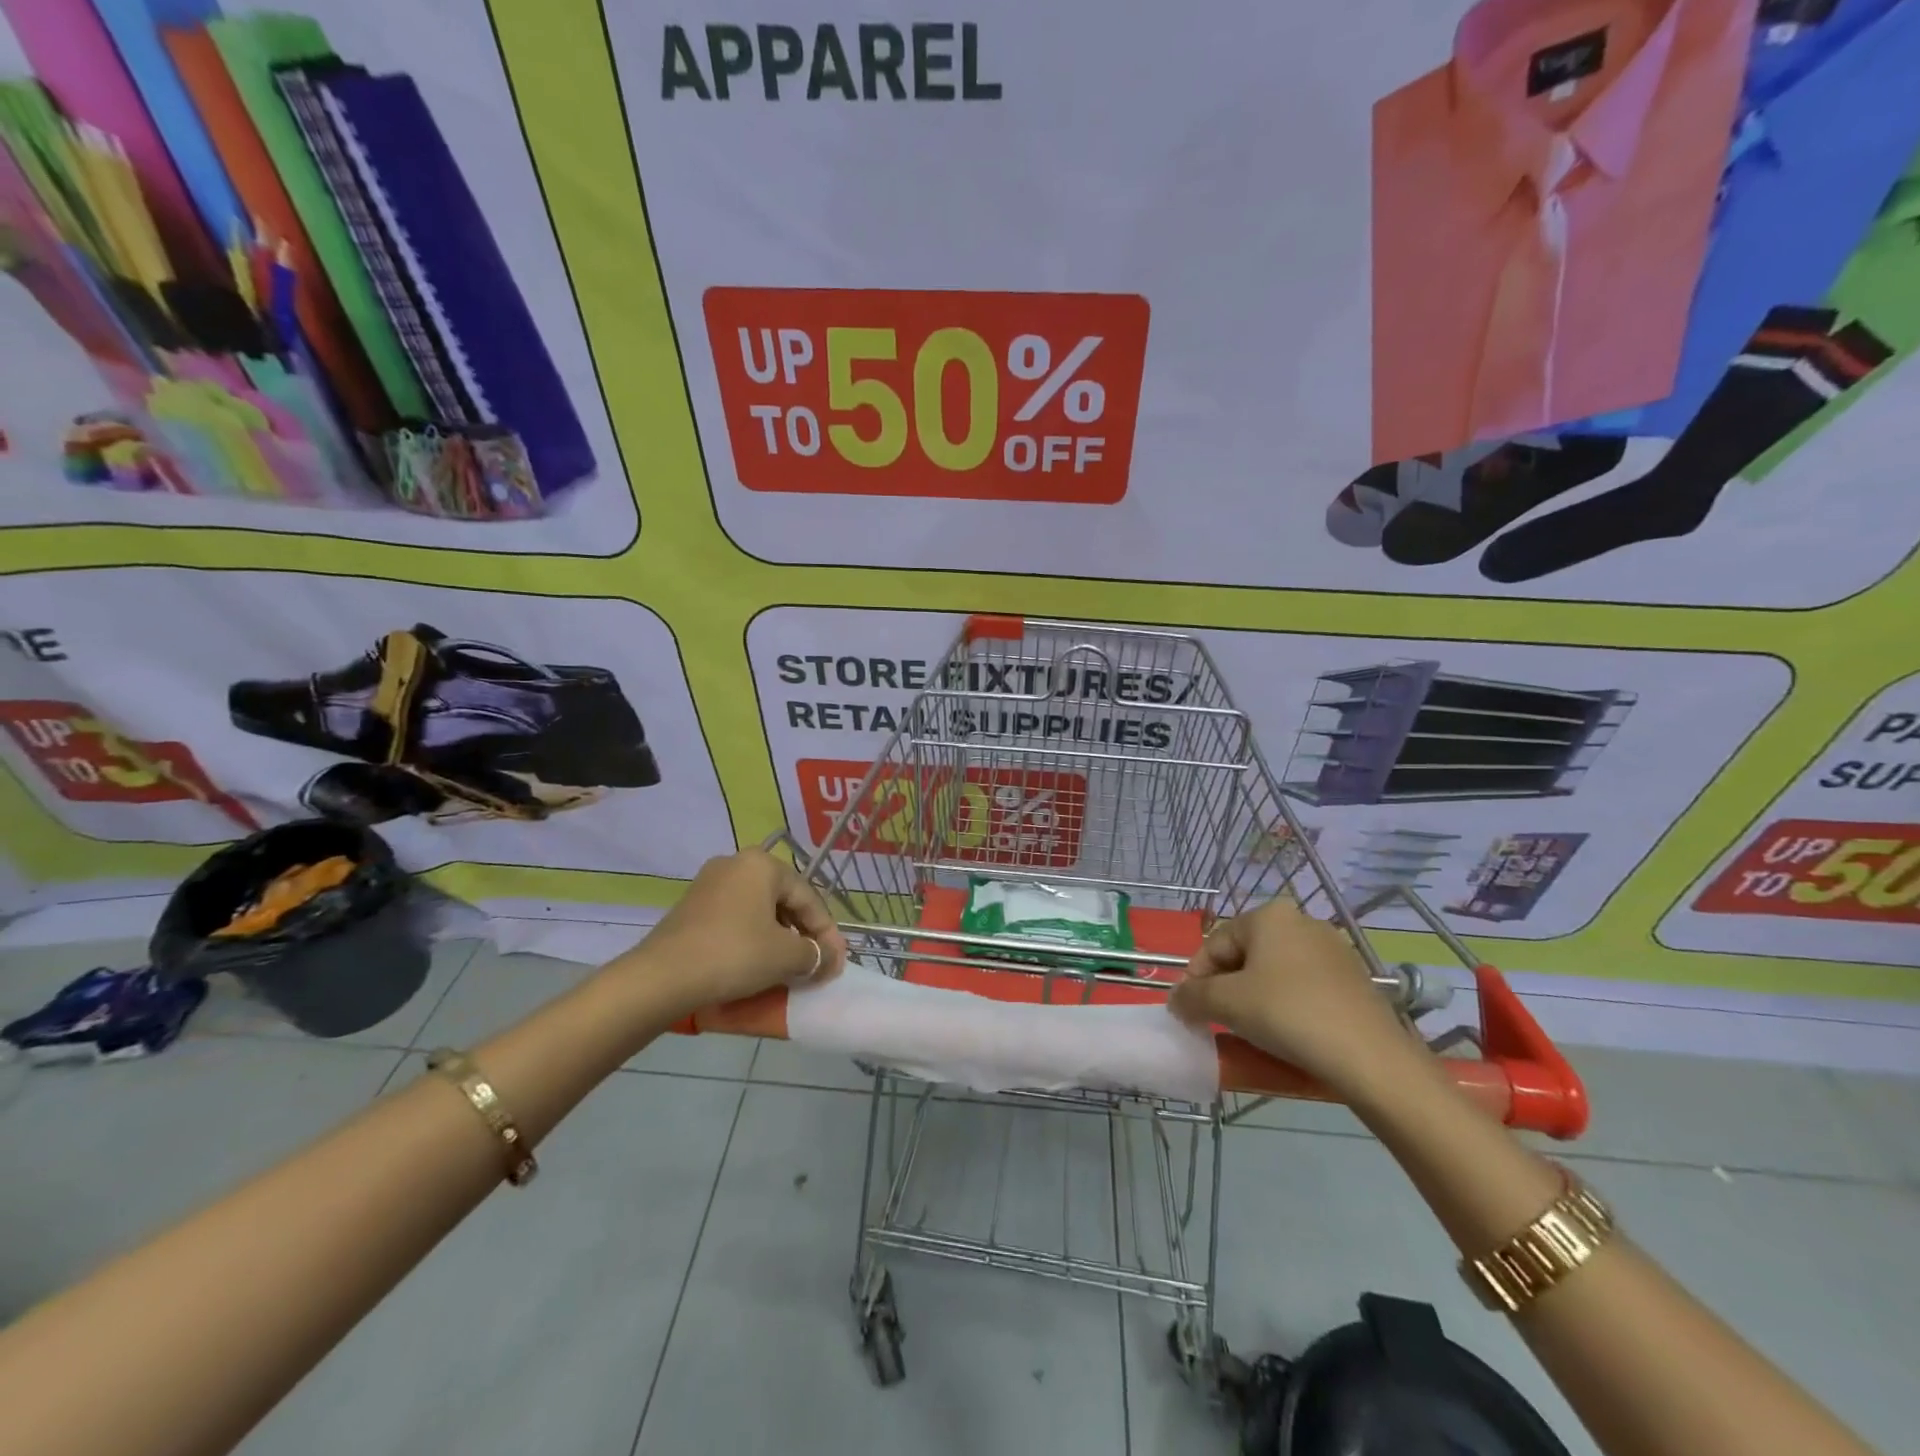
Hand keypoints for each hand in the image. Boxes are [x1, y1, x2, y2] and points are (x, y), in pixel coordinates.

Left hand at [630, 849, 847, 1014]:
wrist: (661, 978)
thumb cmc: (734, 955)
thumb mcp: (786, 956)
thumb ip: (816, 954)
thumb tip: (827, 960)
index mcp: (763, 864)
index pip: (809, 898)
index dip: (828, 934)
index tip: (836, 964)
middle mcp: (736, 864)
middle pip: (785, 900)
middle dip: (804, 934)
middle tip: (816, 964)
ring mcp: (709, 884)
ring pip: (760, 910)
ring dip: (779, 938)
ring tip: (789, 966)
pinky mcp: (692, 907)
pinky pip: (736, 919)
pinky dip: (753, 939)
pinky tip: (757, 963)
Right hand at [1169, 899, 1420, 1097]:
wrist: (1371, 1058)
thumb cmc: (1288, 1015)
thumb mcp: (1227, 1003)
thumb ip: (1192, 997)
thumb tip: (1176, 1000)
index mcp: (1269, 915)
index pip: (1215, 944)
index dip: (1195, 978)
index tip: (1189, 1011)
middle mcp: (1302, 921)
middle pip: (1245, 955)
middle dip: (1226, 987)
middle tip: (1218, 1021)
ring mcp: (1333, 949)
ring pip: (1274, 972)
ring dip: (1254, 998)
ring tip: (1250, 1031)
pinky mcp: (1354, 979)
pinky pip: (1303, 986)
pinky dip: (1285, 1005)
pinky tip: (1285, 1034)